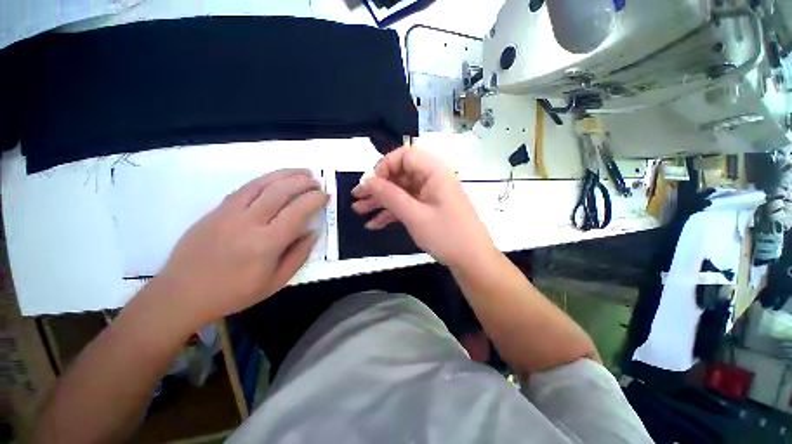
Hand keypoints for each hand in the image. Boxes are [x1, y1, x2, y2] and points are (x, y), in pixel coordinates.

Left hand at [155, 169, 327, 324]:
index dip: (315, 200)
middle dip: (303, 182)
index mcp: (266, 244)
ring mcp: (229, 212)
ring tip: (303, 172)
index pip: (298, 212)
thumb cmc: (234, 293)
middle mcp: (248, 222)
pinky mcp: (217, 209)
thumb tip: (313, 233)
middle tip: (317, 181)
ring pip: (262, 183)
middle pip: (281, 191)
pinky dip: (265, 180)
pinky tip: (276, 180)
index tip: (326, 196)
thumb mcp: (276, 282)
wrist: (182, 293)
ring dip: (286, 174)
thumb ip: (299, 255)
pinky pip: (245, 188)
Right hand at [352, 146, 495, 268]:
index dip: (384, 166)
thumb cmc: (446, 235)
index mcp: (435, 172)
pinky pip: (407, 204)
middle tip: (357, 198)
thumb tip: (367, 180)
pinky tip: (374, 224)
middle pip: (400, 174)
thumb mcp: (414, 215)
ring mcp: (431, 194)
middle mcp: (433, 179)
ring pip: (401, 191)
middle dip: (378, 187)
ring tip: (359, 211)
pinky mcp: (429, 208)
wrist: (472, 260)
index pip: (405, 156)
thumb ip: (389, 195)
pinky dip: (392, 212)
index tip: (370, 183)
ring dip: (381, 201)